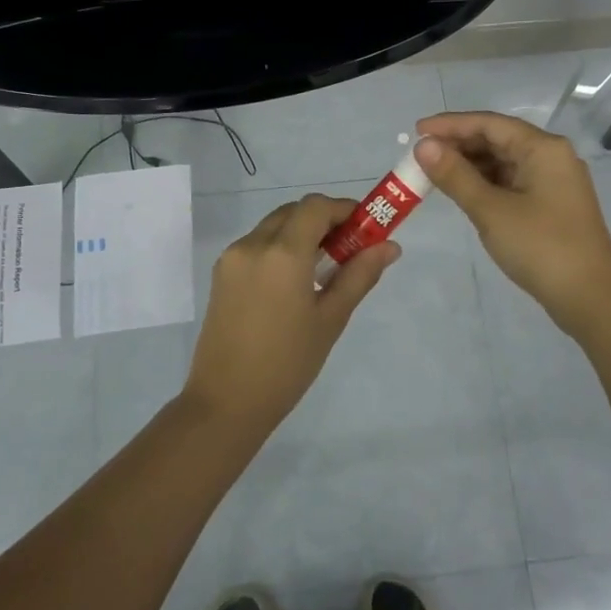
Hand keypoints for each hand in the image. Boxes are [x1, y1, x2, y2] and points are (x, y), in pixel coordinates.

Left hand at [182, 193, 399, 428]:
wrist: (226, 402)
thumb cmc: (287, 363)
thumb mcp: (330, 319)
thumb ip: (359, 275)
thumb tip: (389, 246)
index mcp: (282, 253)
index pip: (316, 207)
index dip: (345, 209)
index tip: (366, 229)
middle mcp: (252, 244)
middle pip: (294, 212)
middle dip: (324, 221)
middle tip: (349, 250)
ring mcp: (232, 258)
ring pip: (273, 227)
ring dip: (301, 234)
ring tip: (324, 270)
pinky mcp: (221, 275)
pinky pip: (257, 246)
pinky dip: (280, 249)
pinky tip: (295, 283)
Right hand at [414, 111, 610, 330]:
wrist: (590, 297)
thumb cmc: (540, 247)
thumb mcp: (491, 210)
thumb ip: (455, 175)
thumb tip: (424, 145)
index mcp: (543, 148)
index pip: (489, 123)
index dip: (450, 125)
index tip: (416, 131)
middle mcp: (551, 156)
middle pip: (498, 139)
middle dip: (458, 145)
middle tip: (421, 157)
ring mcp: (553, 182)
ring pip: (504, 162)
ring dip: (470, 165)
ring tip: (434, 174)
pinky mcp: (551, 205)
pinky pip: (512, 182)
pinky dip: (485, 183)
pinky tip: (463, 192)